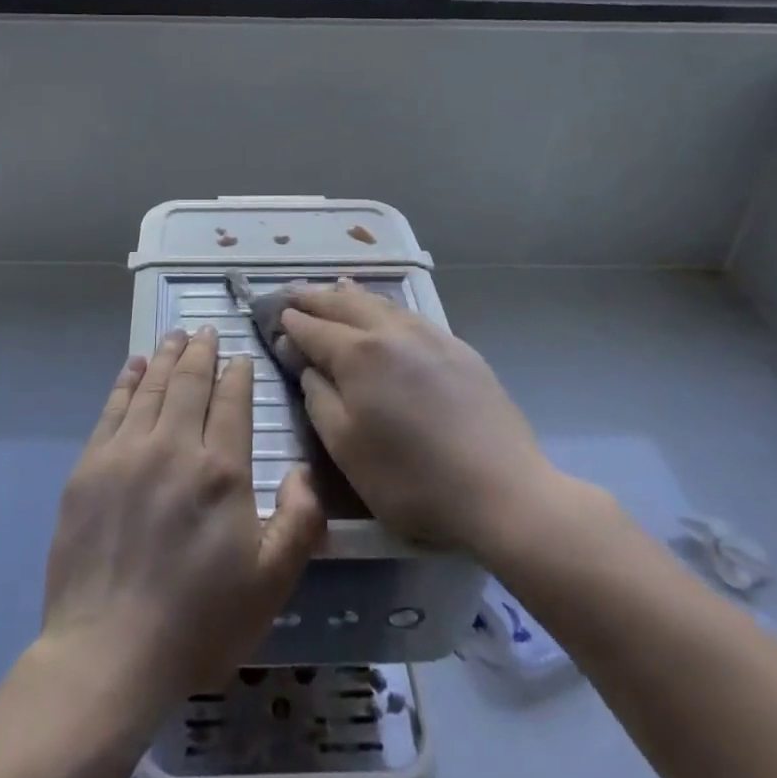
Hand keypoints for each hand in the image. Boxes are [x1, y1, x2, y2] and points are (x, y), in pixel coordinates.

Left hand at [41, 327, 325, 709]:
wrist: (108, 652)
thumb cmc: (198, 622)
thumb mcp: (271, 584)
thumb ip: (299, 521)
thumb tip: (302, 471)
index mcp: (221, 470)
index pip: (233, 401)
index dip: (238, 374)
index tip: (240, 359)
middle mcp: (174, 446)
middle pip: (190, 381)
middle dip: (201, 351)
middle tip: (206, 330)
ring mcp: (126, 452)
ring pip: (151, 386)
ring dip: (166, 356)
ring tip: (175, 336)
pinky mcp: (89, 466)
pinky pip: (112, 408)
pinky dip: (126, 380)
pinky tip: (133, 365)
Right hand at [284, 281, 567, 560]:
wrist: (502, 491)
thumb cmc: (411, 479)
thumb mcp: (346, 448)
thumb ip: (318, 397)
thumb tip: (304, 361)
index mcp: (358, 354)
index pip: (314, 329)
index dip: (291, 323)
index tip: (274, 317)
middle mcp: (391, 332)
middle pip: (344, 305)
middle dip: (315, 298)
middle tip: (293, 292)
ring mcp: (428, 335)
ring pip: (380, 302)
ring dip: (350, 294)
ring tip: (334, 286)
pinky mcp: (458, 348)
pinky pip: (409, 314)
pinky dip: (385, 305)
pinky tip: (384, 309)